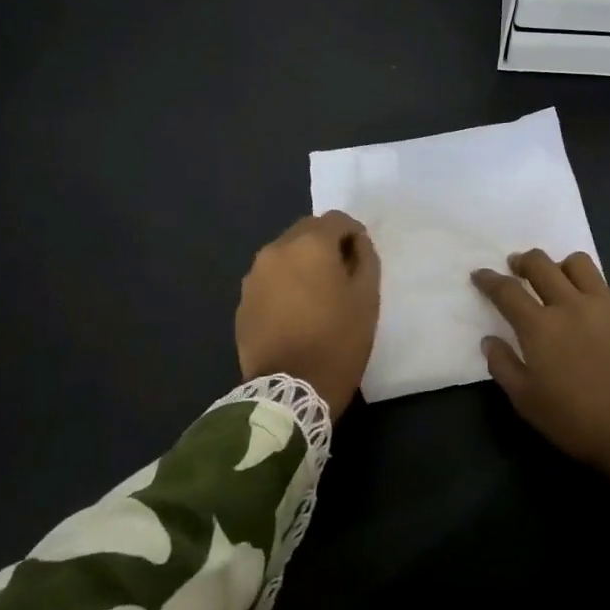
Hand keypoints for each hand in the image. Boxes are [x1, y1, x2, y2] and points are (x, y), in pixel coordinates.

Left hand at [236, 211, 380, 417]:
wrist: (289, 391)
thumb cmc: (337, 341)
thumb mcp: (367, 299)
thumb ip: (365, 259)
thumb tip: (355, 243)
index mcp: (309, 244)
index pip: (336, 219)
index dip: (353, 234)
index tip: (361, 258)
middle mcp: (276, 250)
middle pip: (306, 231)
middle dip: (325, 244)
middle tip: (341, 275)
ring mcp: (254, 276)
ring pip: (285, 254)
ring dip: (303, 263)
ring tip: (317, 295)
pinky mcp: (243, 301)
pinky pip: (270, 279)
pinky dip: (285, 284)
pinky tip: (295, 312)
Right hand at [471, 251, 609, 506]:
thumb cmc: (579, 420)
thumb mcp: (528, 402)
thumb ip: (504, 366)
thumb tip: (489, 340)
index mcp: (539, 326)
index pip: (507, 291)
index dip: (489, 279)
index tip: (480, 274)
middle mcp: (569, 304)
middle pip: (540, 264)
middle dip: (523, 260)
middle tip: (517, 266)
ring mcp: (604, 303)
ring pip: (577, 263)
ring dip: (560, 265)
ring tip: (558, 277)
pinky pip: (607, 285)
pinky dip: (593, 288)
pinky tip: (595, 306)